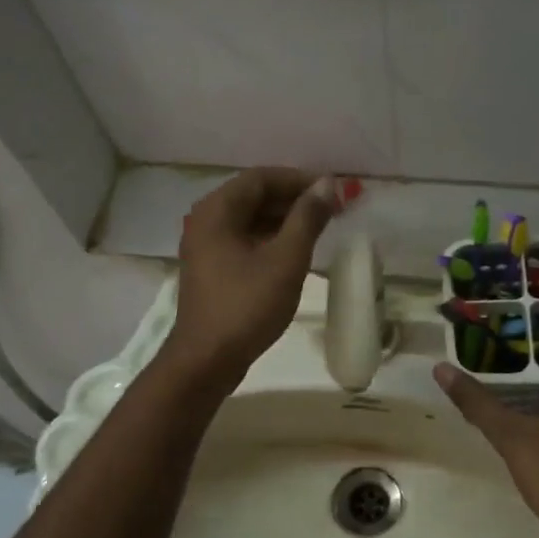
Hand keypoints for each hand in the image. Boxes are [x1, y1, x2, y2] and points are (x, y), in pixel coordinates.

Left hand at [166, 169, 337, 379]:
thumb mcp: (286, 260)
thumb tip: (327, 186)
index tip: (333, 191)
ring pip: (250, 219)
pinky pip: (244, 240)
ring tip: (320, 228)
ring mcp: (205, 246)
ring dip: (284, 219)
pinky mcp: (211, 268)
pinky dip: (270, 238)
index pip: (261, 178)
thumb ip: (307, 218)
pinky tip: (295, 251)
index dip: (299, 180)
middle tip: (332, 209)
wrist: (206, 360)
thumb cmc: (247, 306)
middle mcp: (205, 220)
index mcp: (217, 210)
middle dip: (294, 199)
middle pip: (254, 196)